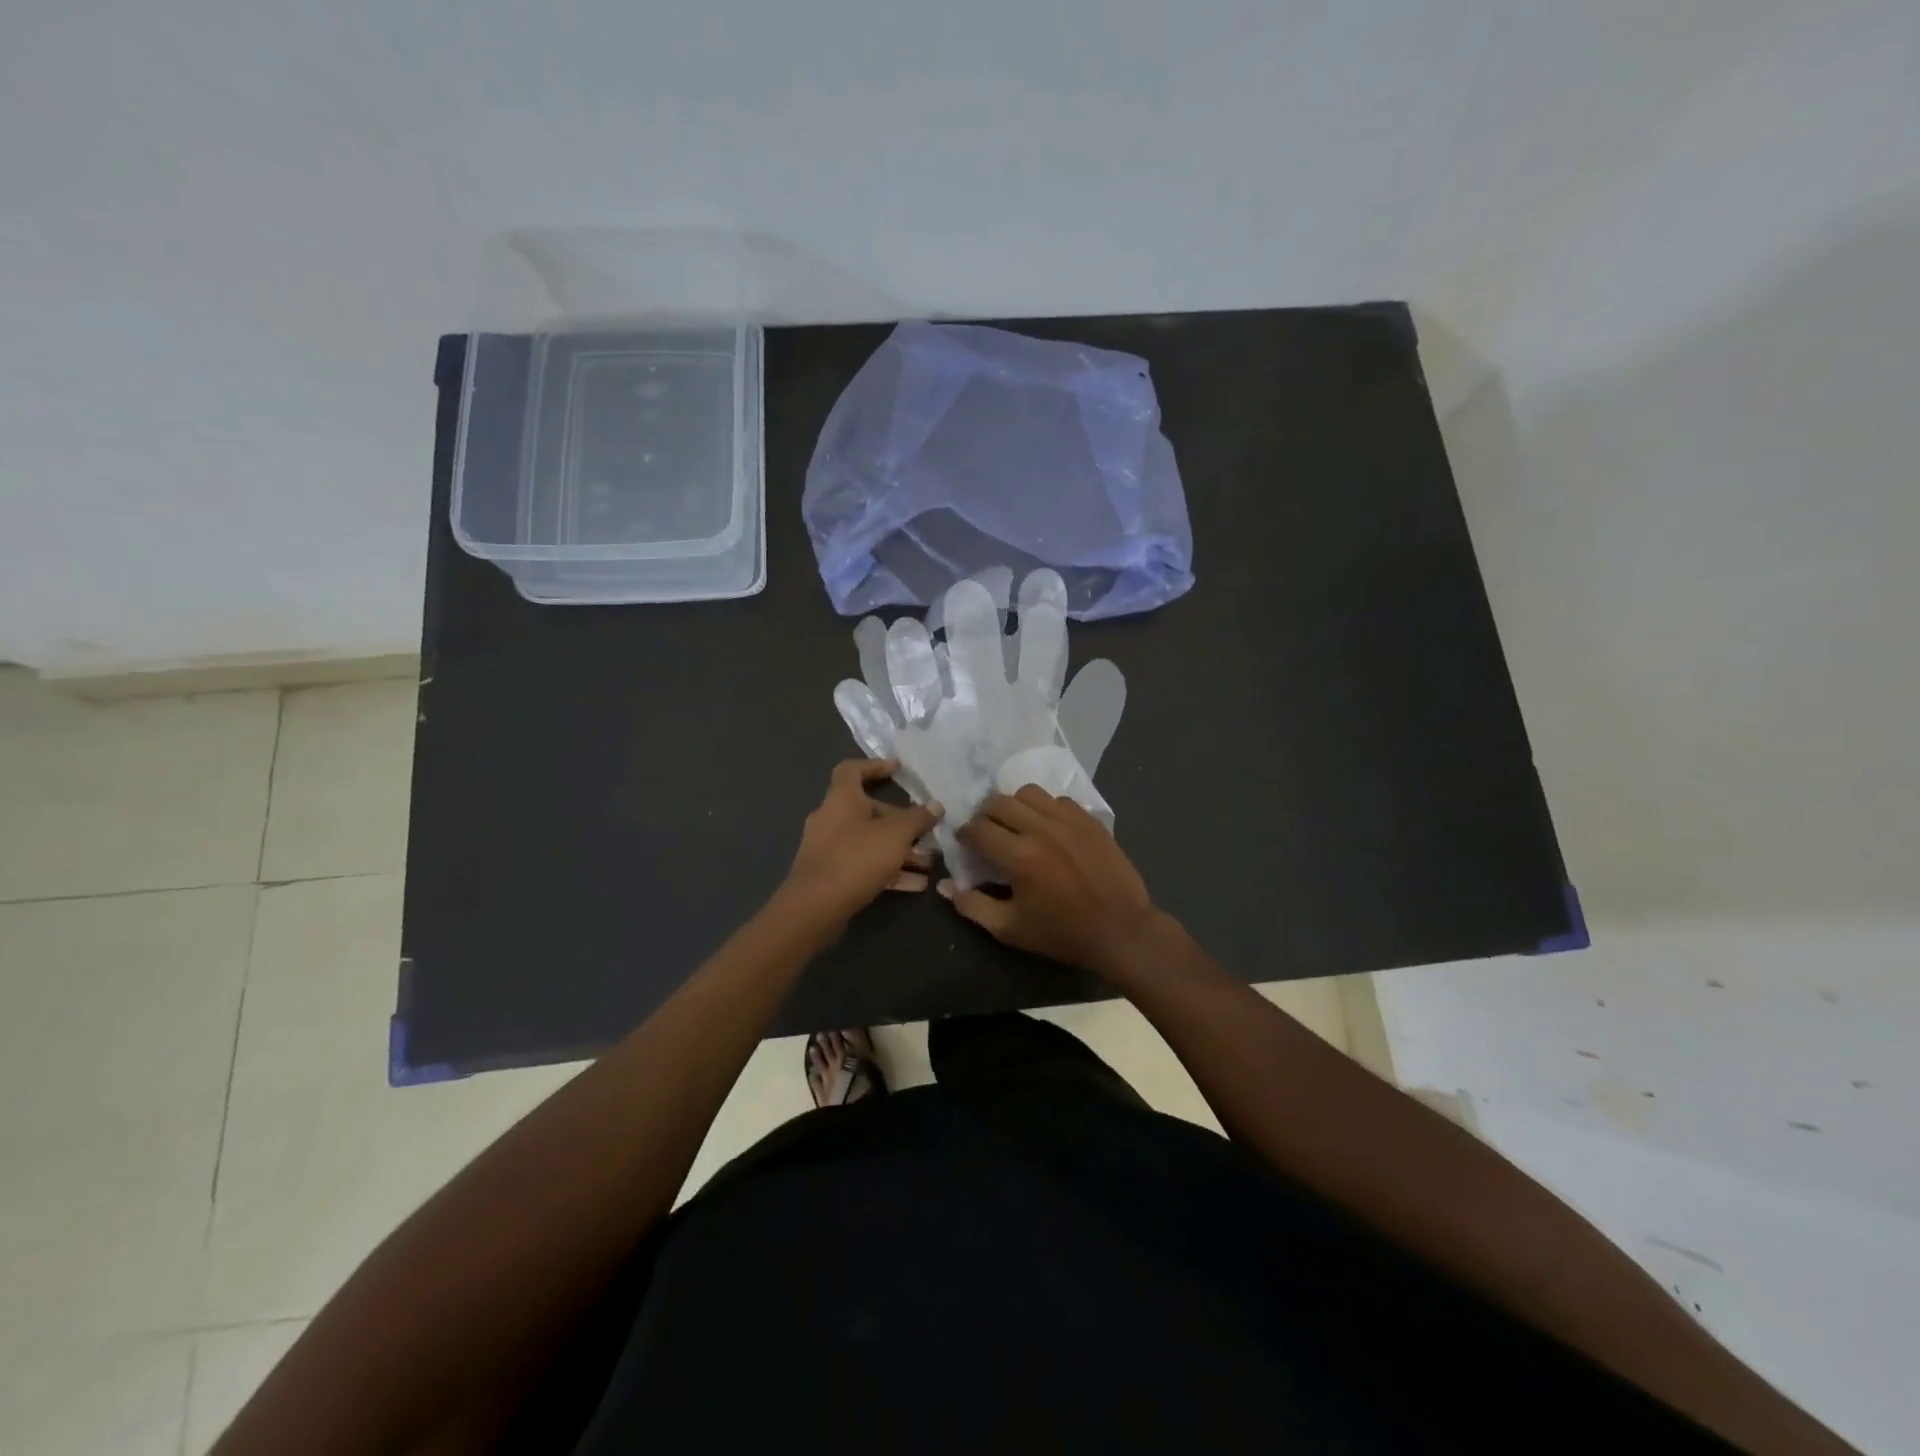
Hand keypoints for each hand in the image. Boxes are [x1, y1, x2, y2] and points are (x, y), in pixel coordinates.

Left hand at [776, 759, 941, 940]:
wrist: (814, 908)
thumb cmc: (856, 858)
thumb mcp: (896, 835)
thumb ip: (918, 819)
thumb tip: (936, 806)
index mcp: (841, 799)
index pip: (853, 769)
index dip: (875, 766)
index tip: (899, 770)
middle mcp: (831, 818)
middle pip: (869, 810)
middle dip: (901, 822)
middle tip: (927, 832)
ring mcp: (829, 848)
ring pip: (870, 842)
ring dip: (900, 850)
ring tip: (929, 863)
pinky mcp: (831, 875)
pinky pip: (864, 865)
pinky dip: (888, 870)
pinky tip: (916, 885)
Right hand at [940, 786, 1164, 977]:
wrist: (1121, 930)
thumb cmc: (1062, 933)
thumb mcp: (1010, 929)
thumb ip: (972, 906)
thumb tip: (945, 885)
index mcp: (1018, 856)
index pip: (978, 828)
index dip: (965, 833)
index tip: (966, 843)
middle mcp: (1041, 828)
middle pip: (999, 802)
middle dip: (986, 815)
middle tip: (988, 833)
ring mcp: (1068, 819)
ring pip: (1028, 792)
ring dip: (1015, 805)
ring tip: (1017, 824)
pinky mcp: (1089, 819)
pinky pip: (1057, 799)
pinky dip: (1045, 808)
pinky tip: (1048, 828)